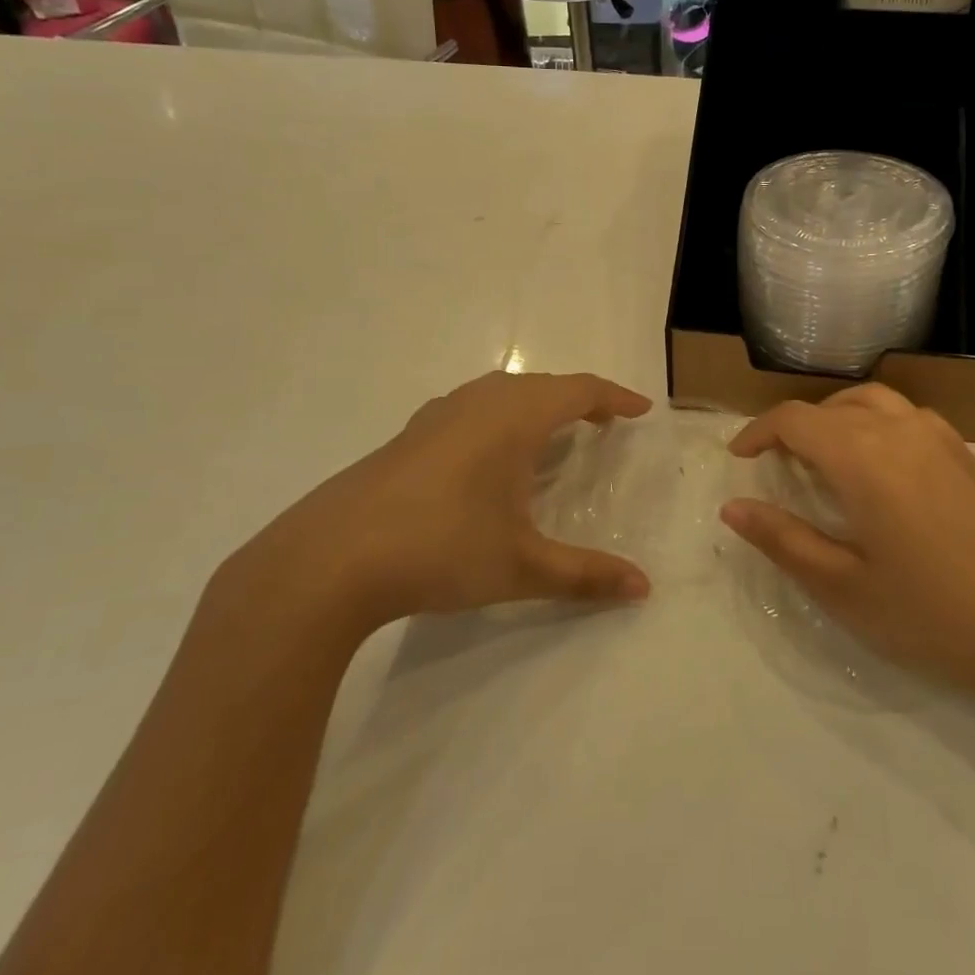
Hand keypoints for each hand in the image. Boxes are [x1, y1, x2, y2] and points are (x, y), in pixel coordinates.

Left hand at [225, 371, 653, 644]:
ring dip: (536, 405)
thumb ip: (585, 575)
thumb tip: (643, 589)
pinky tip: (489, 457)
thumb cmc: (441, 549)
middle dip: (578, 399)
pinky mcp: (408, 435)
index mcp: (514, 418)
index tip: (641, 410)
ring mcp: (438, 416)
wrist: (331, 558)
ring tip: (553, 435)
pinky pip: (472, 409)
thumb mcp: (522, 567)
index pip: (578, 390)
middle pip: (542, 385)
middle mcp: (479, 403)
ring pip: (502, 393)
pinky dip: (500, 418)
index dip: (614, 396)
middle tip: (604, 423)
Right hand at [720, 385, 974, 696]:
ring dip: (834, 417)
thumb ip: (783, 541)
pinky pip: (904, 414)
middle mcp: (898, 429)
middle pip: (829, 406)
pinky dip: (872, 421)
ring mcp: (938, 435)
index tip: (739, 458)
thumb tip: (733, 507)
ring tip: (821, 455)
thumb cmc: (934, 613)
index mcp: (862, 457)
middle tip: (775, 465)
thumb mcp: (844, 588)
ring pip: (870, 401)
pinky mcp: (965, 451)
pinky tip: (878, 464)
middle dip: (793, 427)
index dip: (758, 432)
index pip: (794, 420)